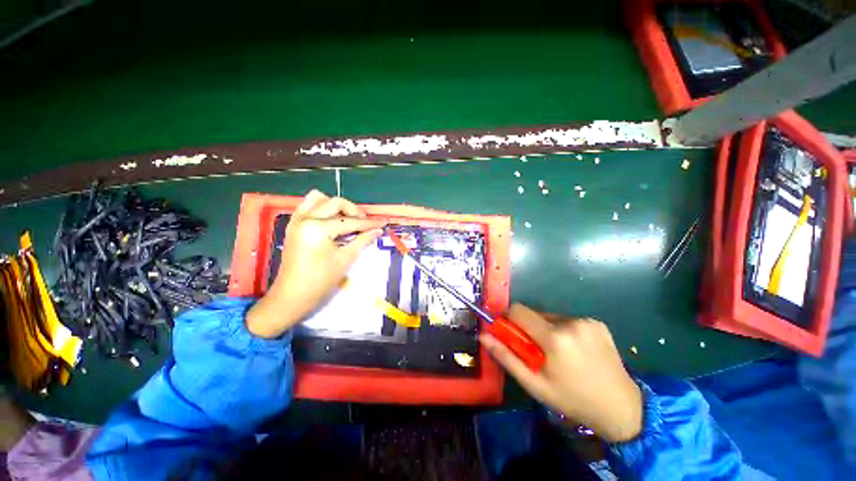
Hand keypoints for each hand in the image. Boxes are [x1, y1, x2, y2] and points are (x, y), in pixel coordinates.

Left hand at [246, 190, 384, 338]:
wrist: (292, 296)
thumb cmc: (320, 280)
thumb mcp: (345, 259)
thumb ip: (362, 240)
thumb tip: (378, 231)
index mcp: (318, 228)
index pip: (350, 222)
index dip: (368, 224)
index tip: (382, 224)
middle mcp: (306, 218)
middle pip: (335, 203)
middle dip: (354, 211)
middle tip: (365, 222)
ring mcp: (297, 220)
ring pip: (318, 199)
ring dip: (336, 206)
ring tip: (348, 218)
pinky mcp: (293, 226)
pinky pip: (307, 206)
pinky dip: (322, 208)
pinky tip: (332, 220)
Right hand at [480, 304, 642, 442]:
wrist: (621, 407)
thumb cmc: (572, 399)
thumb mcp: (534, 384)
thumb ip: (506, 357)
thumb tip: (483, 335)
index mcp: (554, 338)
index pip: (518, 310)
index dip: (508, 317)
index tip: (508, 330)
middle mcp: (570, 322)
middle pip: (534, 313)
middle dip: (528, 327)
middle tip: (536, 350)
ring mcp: (586, 321)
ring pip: (551, 317)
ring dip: (546, 329)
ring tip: (557, 353)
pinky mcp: (596, 322)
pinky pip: (568, 320)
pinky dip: (563, 330)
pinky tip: (574, 350)